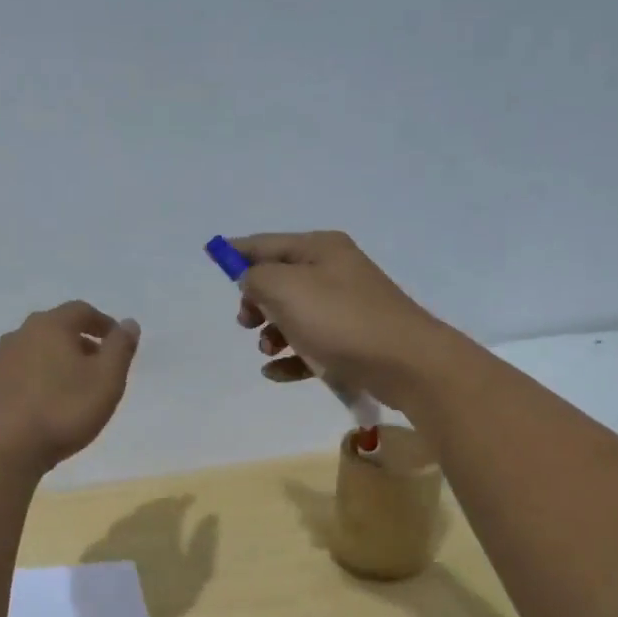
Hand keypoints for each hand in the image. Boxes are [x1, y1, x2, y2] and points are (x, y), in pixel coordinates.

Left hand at [0, 301, 139, 475]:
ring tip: (73, 388)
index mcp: (50, 326)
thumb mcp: (106, 380)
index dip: (103, 323)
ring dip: (56, 362)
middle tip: (98, 366)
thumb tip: (129, 323)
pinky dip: (36, 381)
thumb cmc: (63, 411)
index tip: (117, 342)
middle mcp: (19, 335)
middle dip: (80, 343)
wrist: (1, 450)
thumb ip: (120, 348)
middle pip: (55, 329)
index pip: (81, 311)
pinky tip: (44, 406)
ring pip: (35, 352)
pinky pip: (19, 375)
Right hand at [230, 232, 451, 409]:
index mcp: (320, 249)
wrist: (406, 362)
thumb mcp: (286, 289)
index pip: (266, 244)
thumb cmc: (341, 320)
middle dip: (256, 302)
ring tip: (269, 350)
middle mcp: (334, 271)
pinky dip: (291, 358)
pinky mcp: (352, 341)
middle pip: (279, 280)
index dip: (237, 252)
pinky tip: (277, 372)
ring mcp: (346, 307)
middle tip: (247, 322)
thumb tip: (250, 280)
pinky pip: (311, 346)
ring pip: (294, 316)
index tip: (211, 257)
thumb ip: (257, 278)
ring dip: (272, 334)